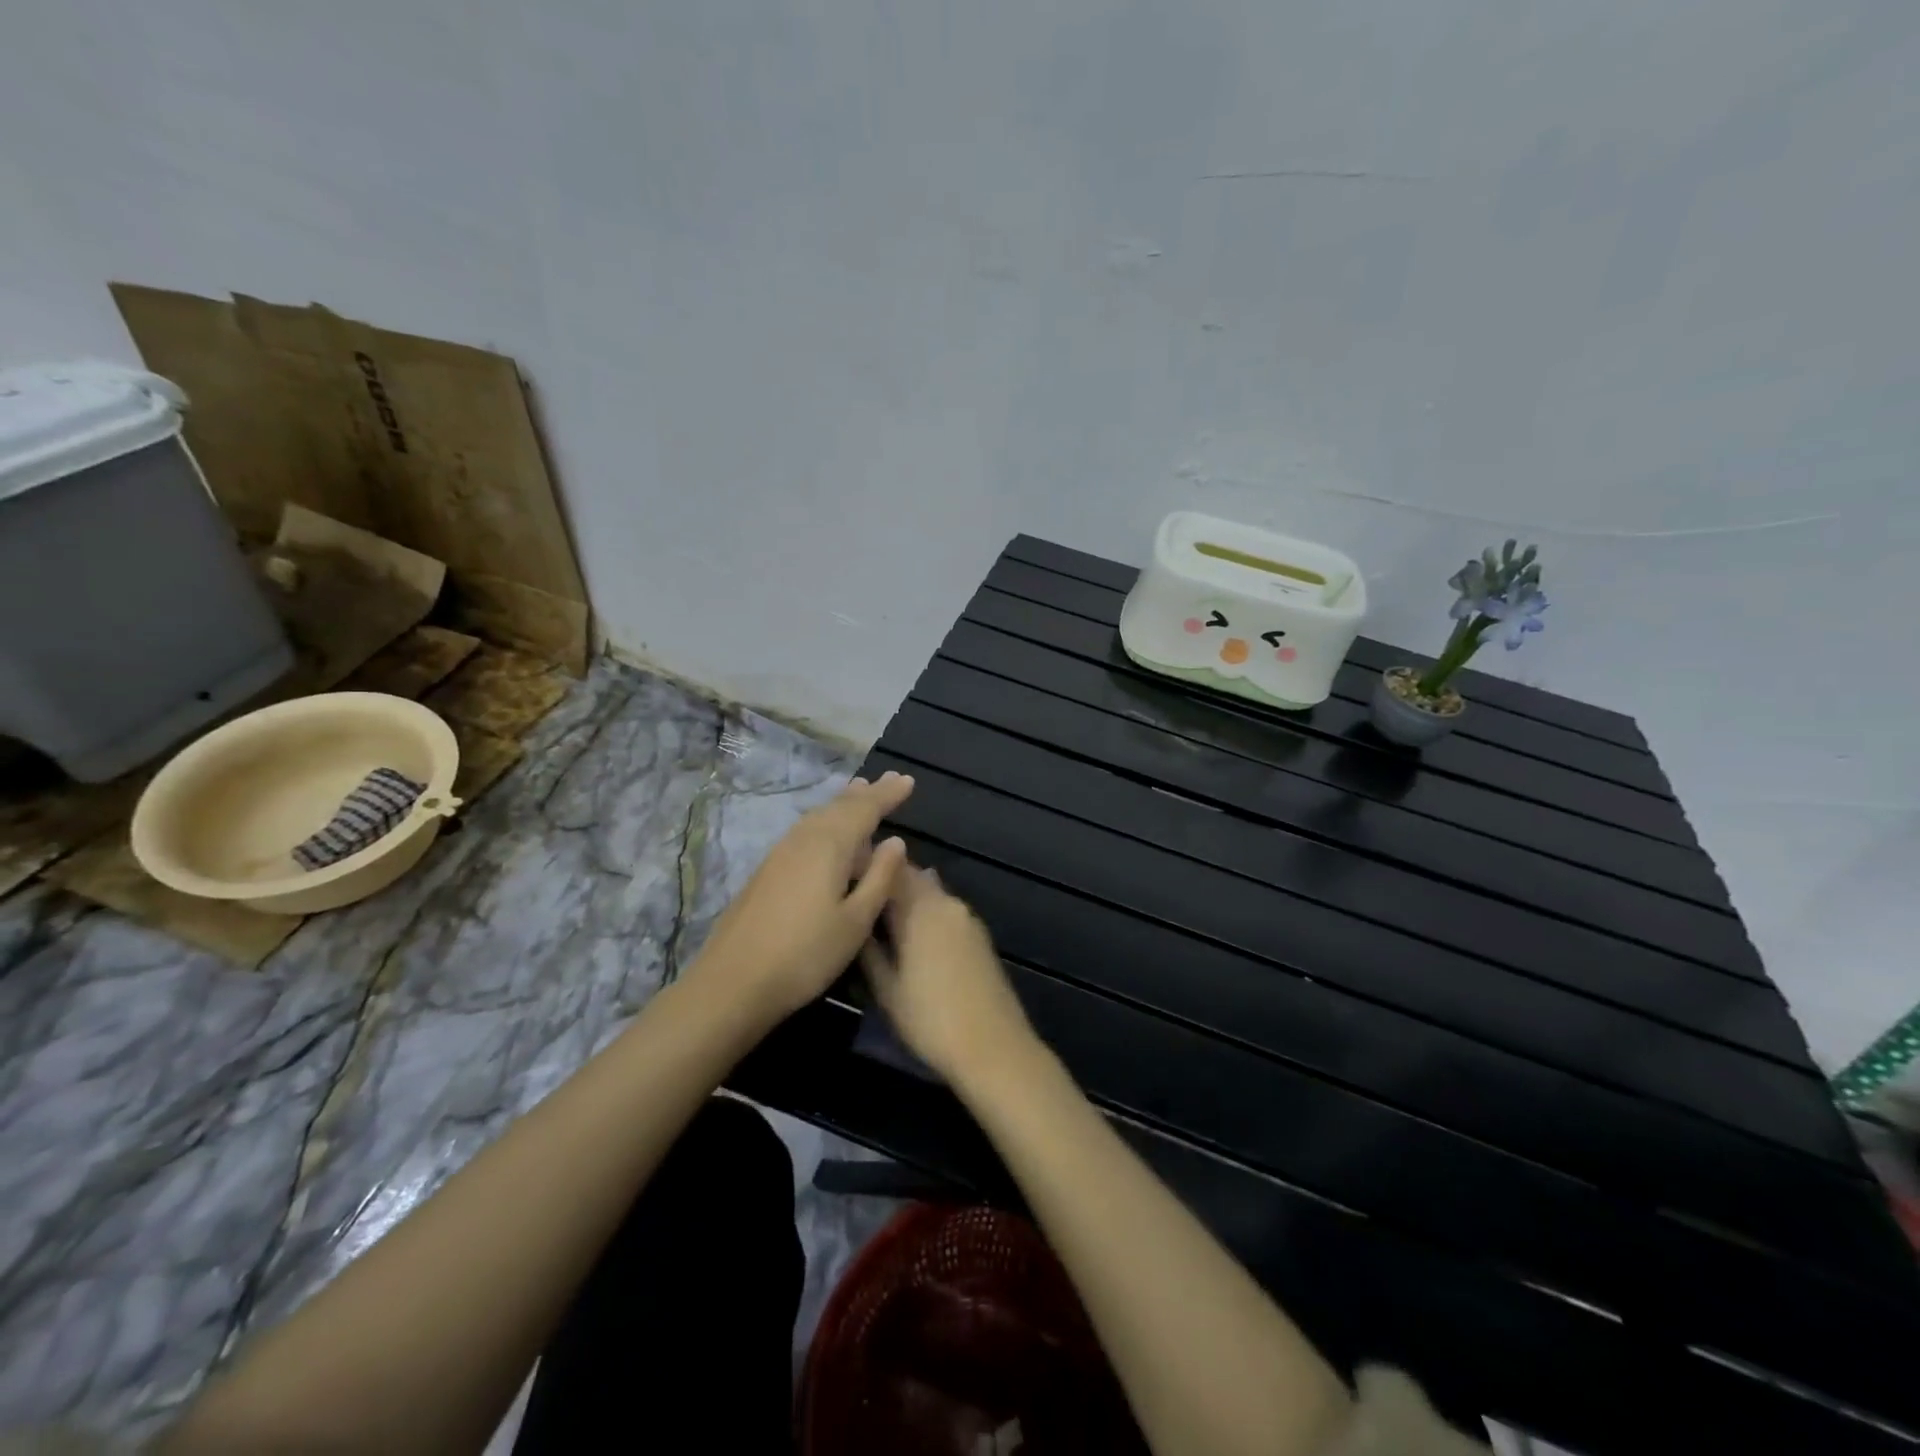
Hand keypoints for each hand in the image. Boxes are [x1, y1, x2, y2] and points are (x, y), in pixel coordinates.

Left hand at [695, 772, 913, 1022]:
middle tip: (889, 780)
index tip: (908, 780)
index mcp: (829, 846)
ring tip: (859, 791)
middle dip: (867, 793)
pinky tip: (825, 830)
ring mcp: (780, 853)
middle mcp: (804, 839)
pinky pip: (805, 830)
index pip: (865, 809)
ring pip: (818, 816)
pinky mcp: (766, 870)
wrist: (733, 982)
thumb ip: (880, 878)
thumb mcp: (855, 922)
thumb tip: (895, 842)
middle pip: (839, 807)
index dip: (888, 795)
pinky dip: (824, 820)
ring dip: (842, 803)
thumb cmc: (805, 955)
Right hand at [861, 863, 1039, 1083]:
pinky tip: (912, 930)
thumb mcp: (887, 989)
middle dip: (887, 878)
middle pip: (912, 877)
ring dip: (907, 893)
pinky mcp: (979, 934)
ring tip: (880, 910)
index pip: (890, 871)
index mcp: (920, 909)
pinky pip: (945, 908)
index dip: (867, 865)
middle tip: (859, 890)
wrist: (994, 1047)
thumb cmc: (930, 1020)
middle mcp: (945, 903)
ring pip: (930, 891)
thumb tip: (857, 920)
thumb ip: (869, 948)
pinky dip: (926, 909)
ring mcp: (967, 917)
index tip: (845, 872)